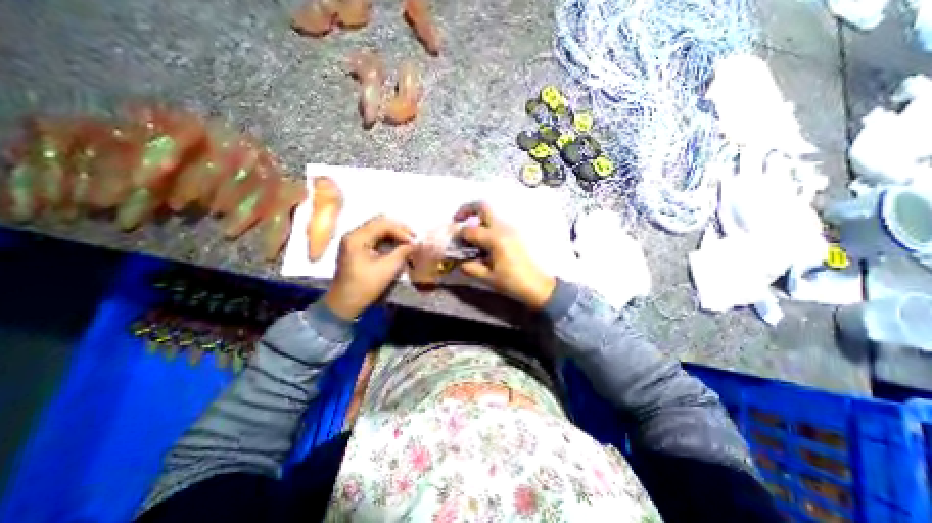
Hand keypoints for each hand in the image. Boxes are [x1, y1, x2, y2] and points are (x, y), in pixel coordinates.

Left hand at [324, 215, 416, 318]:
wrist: (344, 304)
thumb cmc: (365, 286)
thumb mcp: (387, 269)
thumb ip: (403, 252)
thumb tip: (417, 244)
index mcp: (357, 237)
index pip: (383, 224)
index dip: (402, 231)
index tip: (415, 242)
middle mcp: (354, 234)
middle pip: (380, 222)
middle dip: (399, 229)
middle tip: (414, 239)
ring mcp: (354, 240)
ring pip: (378, 229)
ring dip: (395, 234)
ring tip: (408, 243)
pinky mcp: (356, 247)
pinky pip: (375, 237)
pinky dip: (388, 240)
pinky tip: (398, 247)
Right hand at [455, 201, 555, 308]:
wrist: (537, 285)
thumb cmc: (512, 282)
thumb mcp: (488, 277)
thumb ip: (471, 267)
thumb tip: (460, 262)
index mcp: (495, 239)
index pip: (470, 230)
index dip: (459, 235)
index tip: (454, 243)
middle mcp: (502, 228)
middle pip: (483, 206)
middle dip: (467, 209)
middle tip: (457, 220)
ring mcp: (510, 229)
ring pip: (490, 214)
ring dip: (477, 218)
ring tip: (470, 235)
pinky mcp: (514, 233)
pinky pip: (496, 223)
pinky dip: (486, 226)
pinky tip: (482, 242)